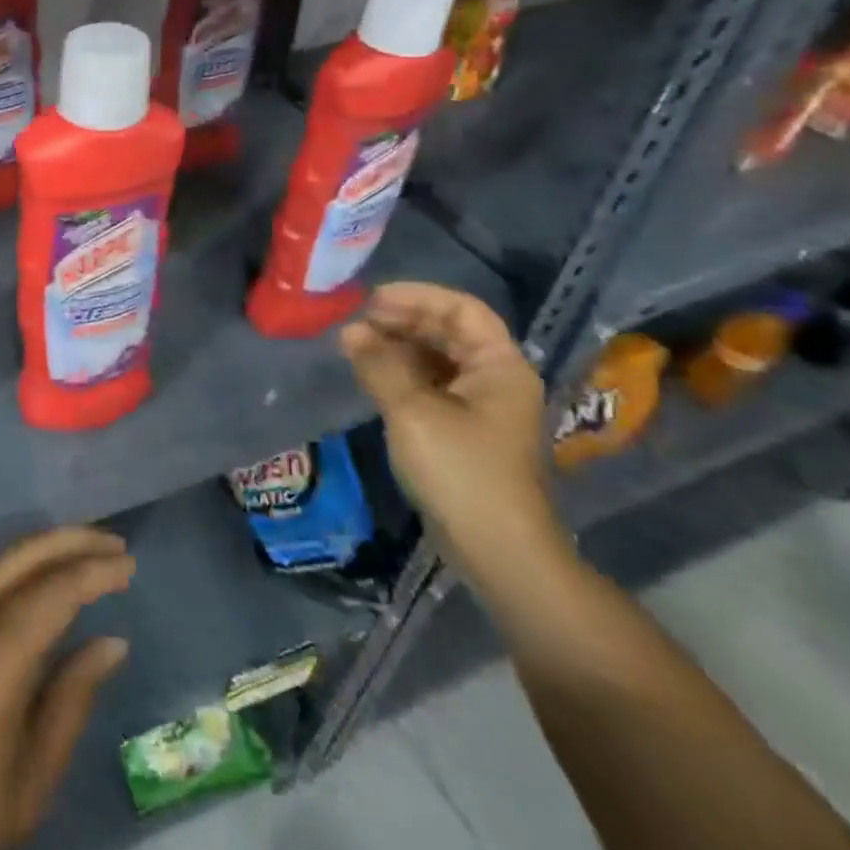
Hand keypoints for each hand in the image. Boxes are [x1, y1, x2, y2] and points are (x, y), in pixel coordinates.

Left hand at [0, 527, 133, 849]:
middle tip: (114, 543)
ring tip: (87, 551)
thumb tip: (112, 642)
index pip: (53, 591)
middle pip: (22, 557)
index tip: (130, 565)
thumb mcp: (30, 778)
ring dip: (45, 549)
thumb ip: (72, 699)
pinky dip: (20, 569)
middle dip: (71, 541)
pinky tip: (42, 579)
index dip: (95, 572)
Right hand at [341, 282, 568, 591]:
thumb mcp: (412, 412)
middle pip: (449, 331)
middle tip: (356, 323)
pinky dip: (401, 373)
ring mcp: (482, 407)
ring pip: (438, 358)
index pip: (461, 309)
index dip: (417, 297)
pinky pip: (432, 385)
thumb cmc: (462, 472)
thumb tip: (350, 331)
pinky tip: (372, 375)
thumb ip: (379, 365)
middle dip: (402, 321)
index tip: (371, 300)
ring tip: (355, 346)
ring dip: (398, 347)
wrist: (499, 552)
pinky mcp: (465, 431)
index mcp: (499, 366)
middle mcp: (495, 379)